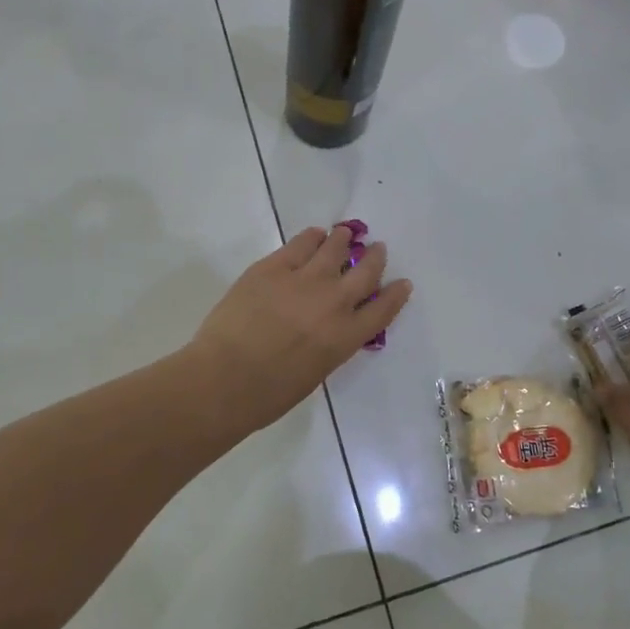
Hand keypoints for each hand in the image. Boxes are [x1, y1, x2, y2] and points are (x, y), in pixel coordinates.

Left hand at [190, 226, 411, 428]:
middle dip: (375, 258)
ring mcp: (304, 280)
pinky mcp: (273, 267)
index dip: (395, 294)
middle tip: (378, 249)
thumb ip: (329, 345)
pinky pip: (299, 244)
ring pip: (333, 249)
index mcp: (346, 337)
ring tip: (344, 234)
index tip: (403, 283)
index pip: (383, 310)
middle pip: (364, 272)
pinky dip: (311, 238)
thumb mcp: (315, 373)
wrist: (226, 377)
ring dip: (343, 240)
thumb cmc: (269, 394)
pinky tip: (313, 235)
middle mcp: (333, 302)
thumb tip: (328, 329)